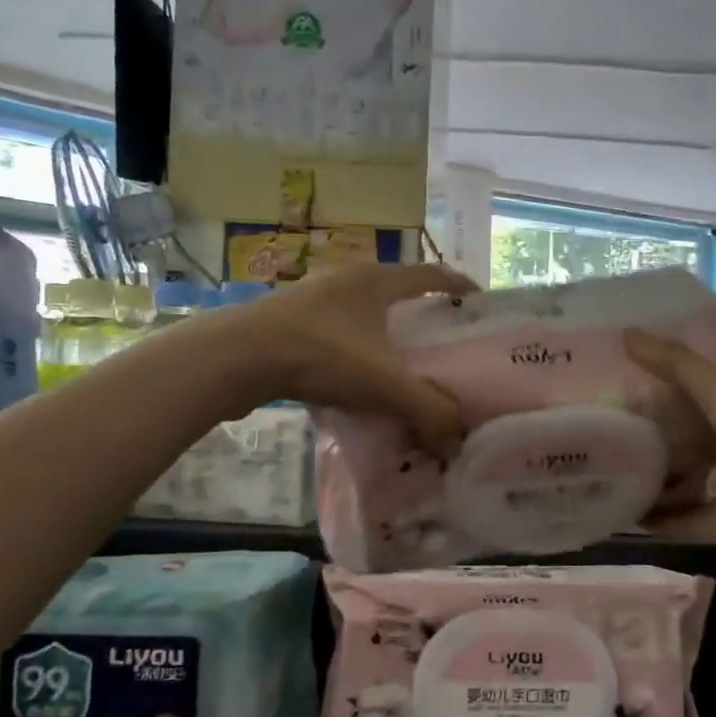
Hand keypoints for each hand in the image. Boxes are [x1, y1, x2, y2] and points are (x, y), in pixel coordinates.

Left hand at [236, 264, 476, 450]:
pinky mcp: (287, 321)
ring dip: (384, 334)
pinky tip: (354, 380)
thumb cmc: (321, 356)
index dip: (459, 286)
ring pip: (363, 313)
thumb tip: (456, 442)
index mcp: (377, 280)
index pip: (431, 274)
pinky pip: (336, 331)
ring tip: (400, 365)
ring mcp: (313, 298)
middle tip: (443, 345)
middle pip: (397, 291)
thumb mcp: (385, 385)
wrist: (236, 358)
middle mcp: (347, 279)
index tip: (480, 303)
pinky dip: (354, 350)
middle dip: (422, 314)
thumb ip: (429, 412)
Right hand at [624, 329, 715, 561]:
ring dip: (654, 479)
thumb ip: (673, 363)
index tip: (620, 391)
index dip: (664, 392)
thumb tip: (623, 333)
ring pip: (687, 480)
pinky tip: (623, 514)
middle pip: (690, 440)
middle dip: (654, 437)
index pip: (698, 396)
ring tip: (608, 473)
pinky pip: (685, 519)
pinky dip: (659, 519)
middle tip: (606, 434)